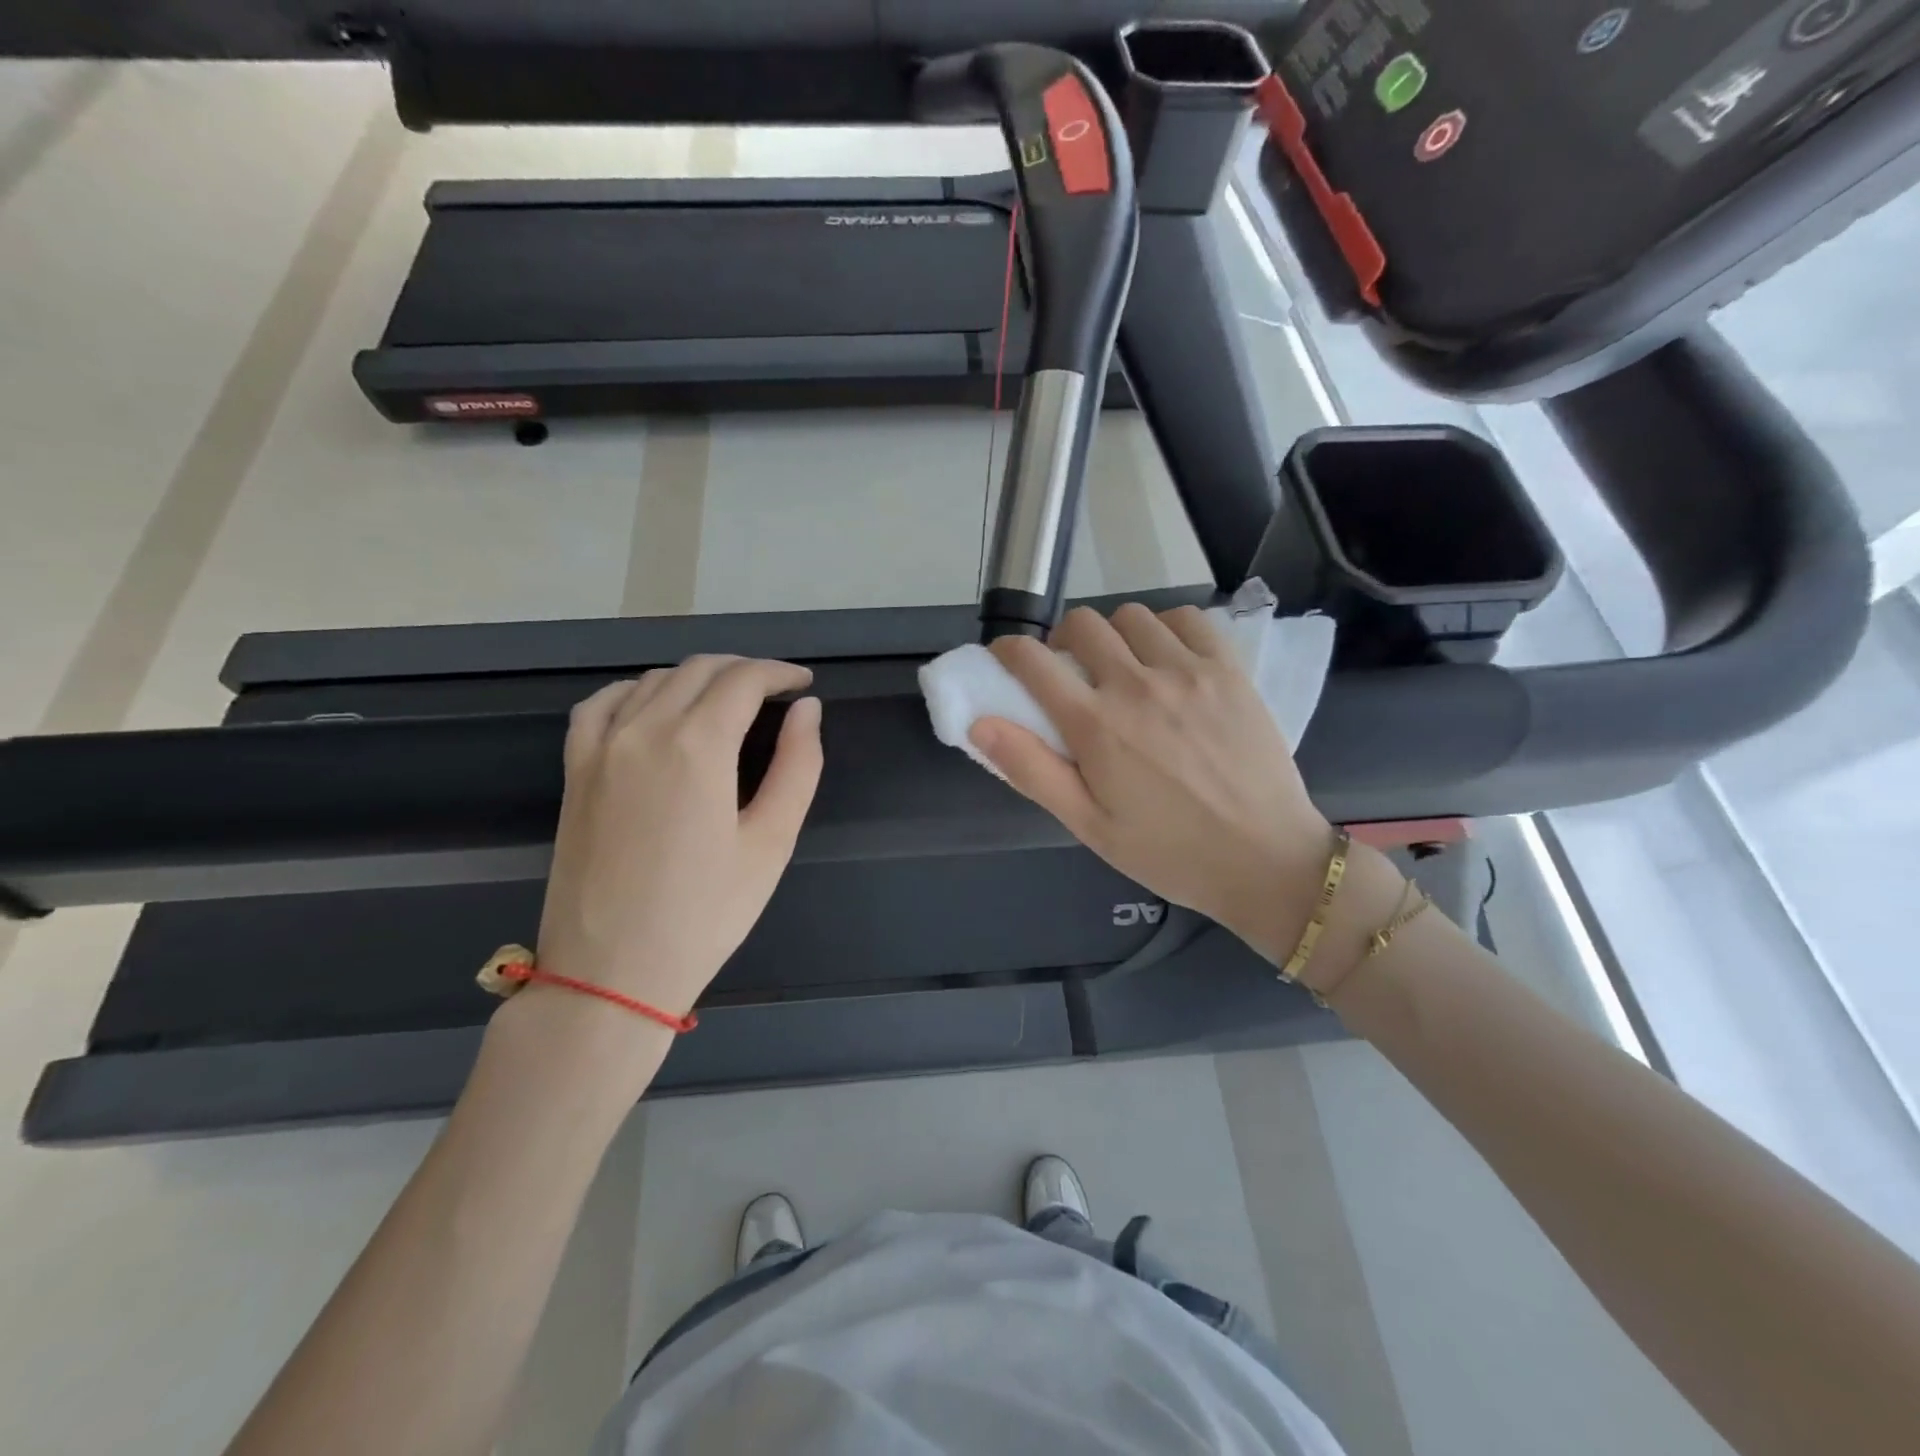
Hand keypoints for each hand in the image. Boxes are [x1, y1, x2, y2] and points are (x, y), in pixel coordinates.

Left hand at [534, 657, 822, 1022]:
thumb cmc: (705, 914)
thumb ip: (797, 766)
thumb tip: (807, 710)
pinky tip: (654, 707)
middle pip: (699, 670)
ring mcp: (601, 747)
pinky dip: (636, 691)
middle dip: (744, 670)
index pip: (743, 680)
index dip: (779, 673)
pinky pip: (601, 704)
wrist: (610, 972)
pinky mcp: (575, 770)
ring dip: (697, 678)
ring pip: (654, 680)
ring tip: (727, 702)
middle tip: (775, 693)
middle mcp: (644, 730)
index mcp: (697, 746)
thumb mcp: (771, 843)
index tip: (803, 684)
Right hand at [970, 603, 1343, 965]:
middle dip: (1063, 642)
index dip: (1008, 652)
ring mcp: (1188, 671)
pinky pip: (1188, 618)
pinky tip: (1169, 659)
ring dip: (1114, 635)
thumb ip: (1031, 771)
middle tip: (1073, 674)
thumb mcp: (1088, 826)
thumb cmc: (1168, 852)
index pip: (1032, 661)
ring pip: (1132, 616)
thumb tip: (979, 723)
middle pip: (1082, 624)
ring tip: (1124, 668)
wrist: (1265, 860)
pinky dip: (1167, 628)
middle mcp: (1137, 685)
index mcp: (1096, 726)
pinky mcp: (1229, 670)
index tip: (1007, 660)